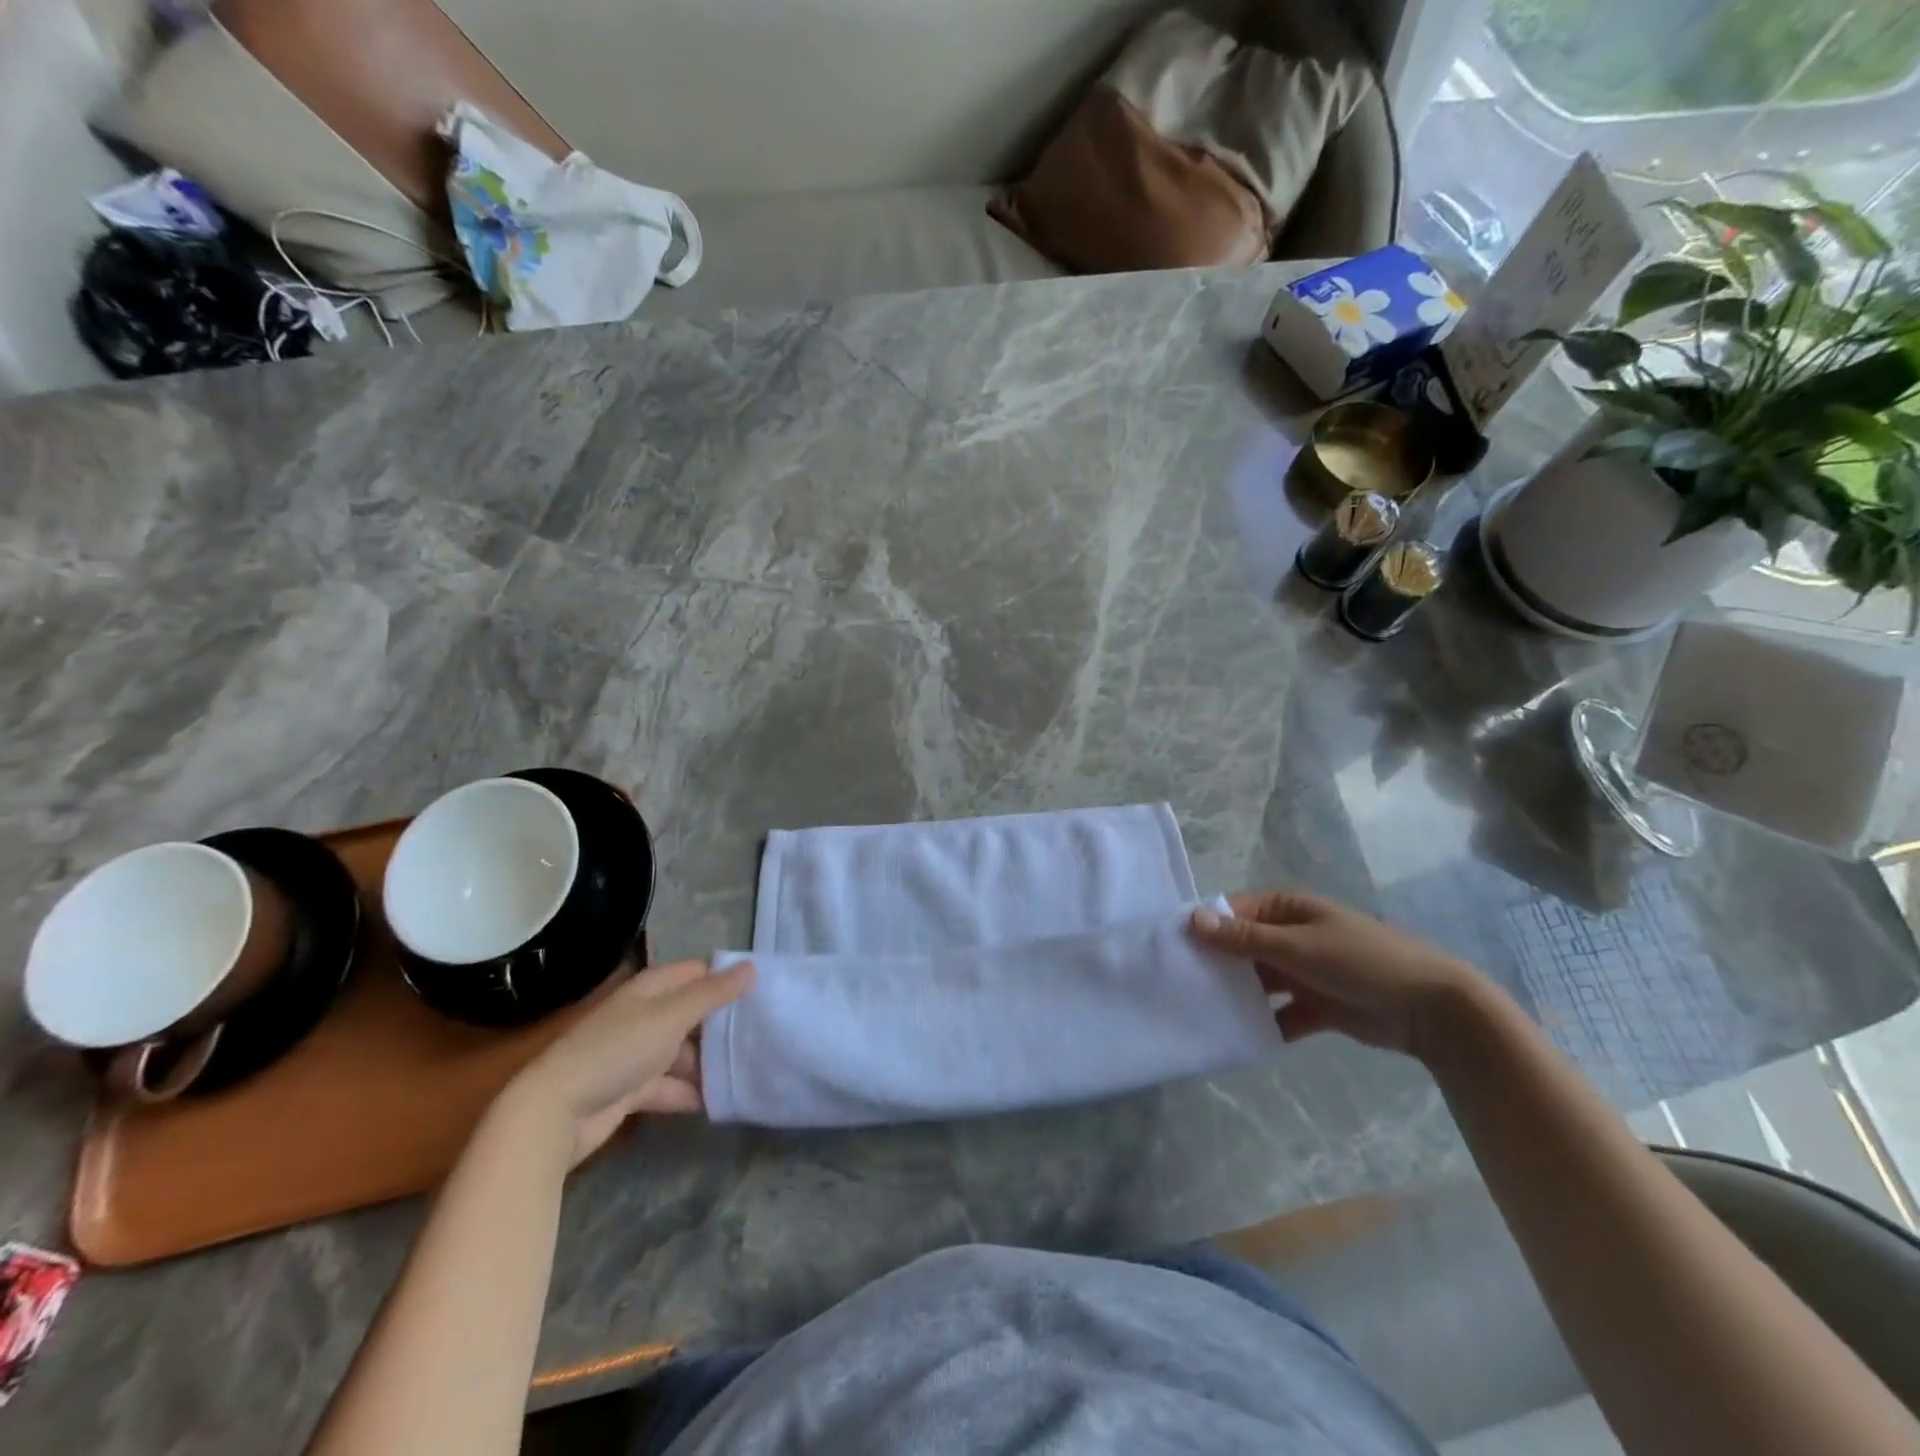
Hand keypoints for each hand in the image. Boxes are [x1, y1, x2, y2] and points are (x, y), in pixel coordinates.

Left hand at [500, 959, 753, 1166]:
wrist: (556, 1112)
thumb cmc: (617, 1050)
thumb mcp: (671, 1016)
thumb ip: (712, 994)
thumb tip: (751, 967)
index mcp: (650, 990)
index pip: (696, 972)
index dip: (726, 976)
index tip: (764, 986)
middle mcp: (645, 1016)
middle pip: (692, 1013)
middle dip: (723, 1022)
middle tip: (766, 1029)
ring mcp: (637, 1054)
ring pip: (683, 1052)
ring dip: (710, 1062)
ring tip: (749, 1068)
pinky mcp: (632, 1091)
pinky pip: (671, 1086)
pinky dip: (691, 1092)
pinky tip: (720, 1100)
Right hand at [1190, 891, 1485, 1057]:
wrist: (1432, 1009)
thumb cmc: (1362, 961)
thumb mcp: (1299, 946)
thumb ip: (1245, 938)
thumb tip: (1192, 919)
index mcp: (1288, 909)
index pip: (1233, 912)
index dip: (1204, 927)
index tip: (1170, 947)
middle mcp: (1292, 937)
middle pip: (1242, 948)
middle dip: (1215, 965)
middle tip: (1178, 985)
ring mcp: (1304, 972)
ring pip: (1258, 982)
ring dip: (1237, 995)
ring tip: (1200, 1013)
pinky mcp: (1317, 1006)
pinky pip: (1280, 1014)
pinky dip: (1263, 1024)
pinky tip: (1238, 1038)